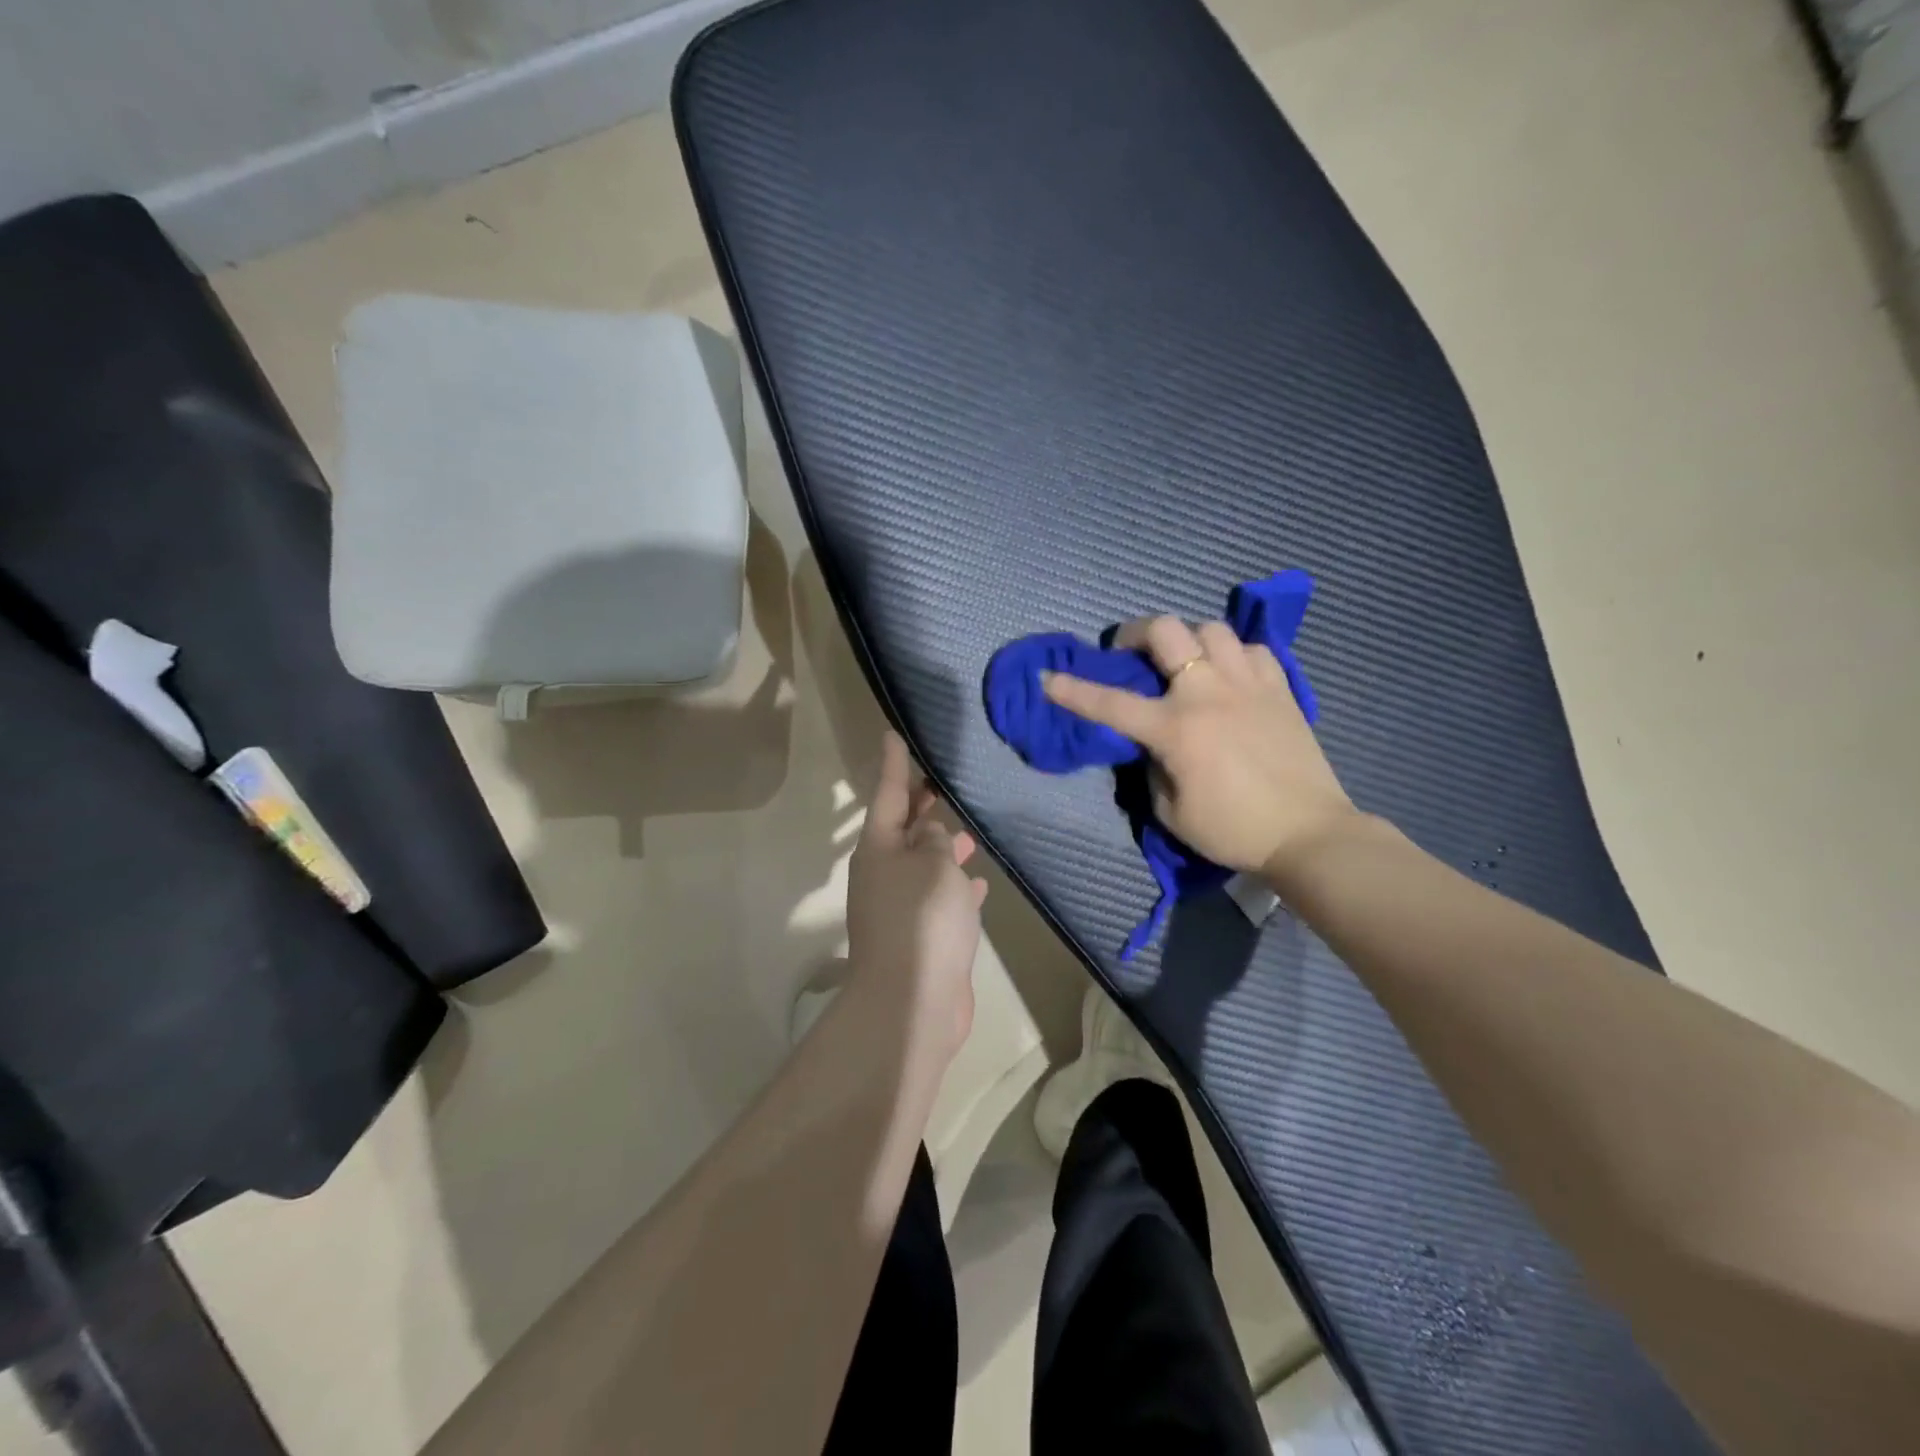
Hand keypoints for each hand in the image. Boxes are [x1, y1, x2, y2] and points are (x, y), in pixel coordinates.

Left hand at [845, 732, 988, 1060]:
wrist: (913, 1002)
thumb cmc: (923, 920)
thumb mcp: (935, 865)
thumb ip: (937, 841)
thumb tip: (932, 834)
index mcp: (879, 849)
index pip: (888, 794)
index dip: (894, 764)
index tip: (893, 734)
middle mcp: (884, 874)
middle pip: (904, 830)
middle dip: (922, 806)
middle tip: (942, 779)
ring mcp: (901, 907)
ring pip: (924, 864)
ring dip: (944, 848)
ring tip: (970, 830)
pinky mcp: (921, 936)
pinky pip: (939, 898)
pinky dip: (957, 887)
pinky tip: (980, 883)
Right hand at [1042, 616, 1357, 881]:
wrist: (1308, 834)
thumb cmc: (1233, 830)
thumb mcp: (1171, 812)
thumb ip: (1151, 769)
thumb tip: (1152, 744)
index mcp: (1176, 728)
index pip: (1111, 703)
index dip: (1072, 690)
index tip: (1047, 677)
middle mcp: (1209, 693)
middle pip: (1167, 631)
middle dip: (1136, 632)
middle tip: (1128, 652)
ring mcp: (1249, 684)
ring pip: (1212, 629)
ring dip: (1188, 640)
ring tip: (1185, 662)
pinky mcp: (1281, 689)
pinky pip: (1252, 650)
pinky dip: (1233, 655)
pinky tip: (1229, 675)